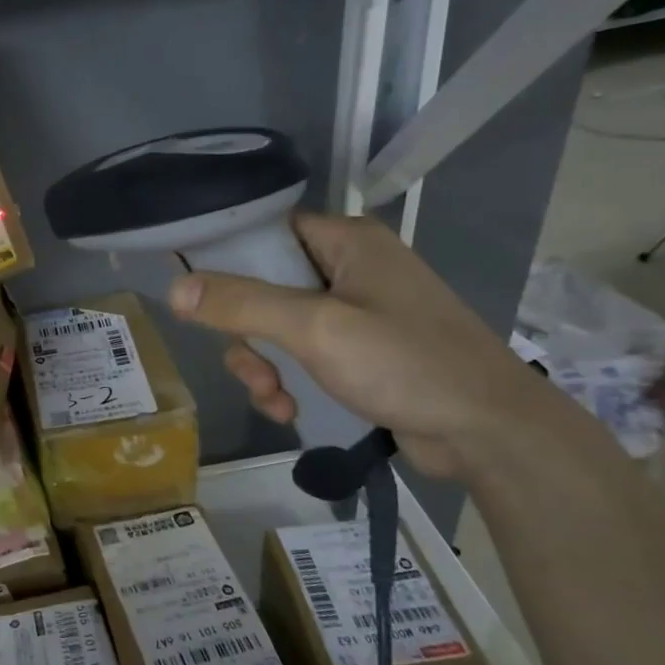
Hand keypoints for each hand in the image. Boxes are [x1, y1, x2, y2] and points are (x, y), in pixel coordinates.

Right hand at [168, 213, 552, 477]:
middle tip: (251, 367)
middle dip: (247, 333)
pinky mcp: (363, 354)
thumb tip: (175, 289)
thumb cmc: (405, 362)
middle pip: (266, 286)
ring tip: (274, 398)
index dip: (228, 256)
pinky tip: (291, 411)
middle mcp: (351, 270)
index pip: (268, 230)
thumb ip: (242, 304)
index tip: (196, 290)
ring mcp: (358, 314)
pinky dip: (289, 382)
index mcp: (348, 243)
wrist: (490, 433)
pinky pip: (303, 356)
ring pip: (279, 328)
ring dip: (264, 365)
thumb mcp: (315, 328)